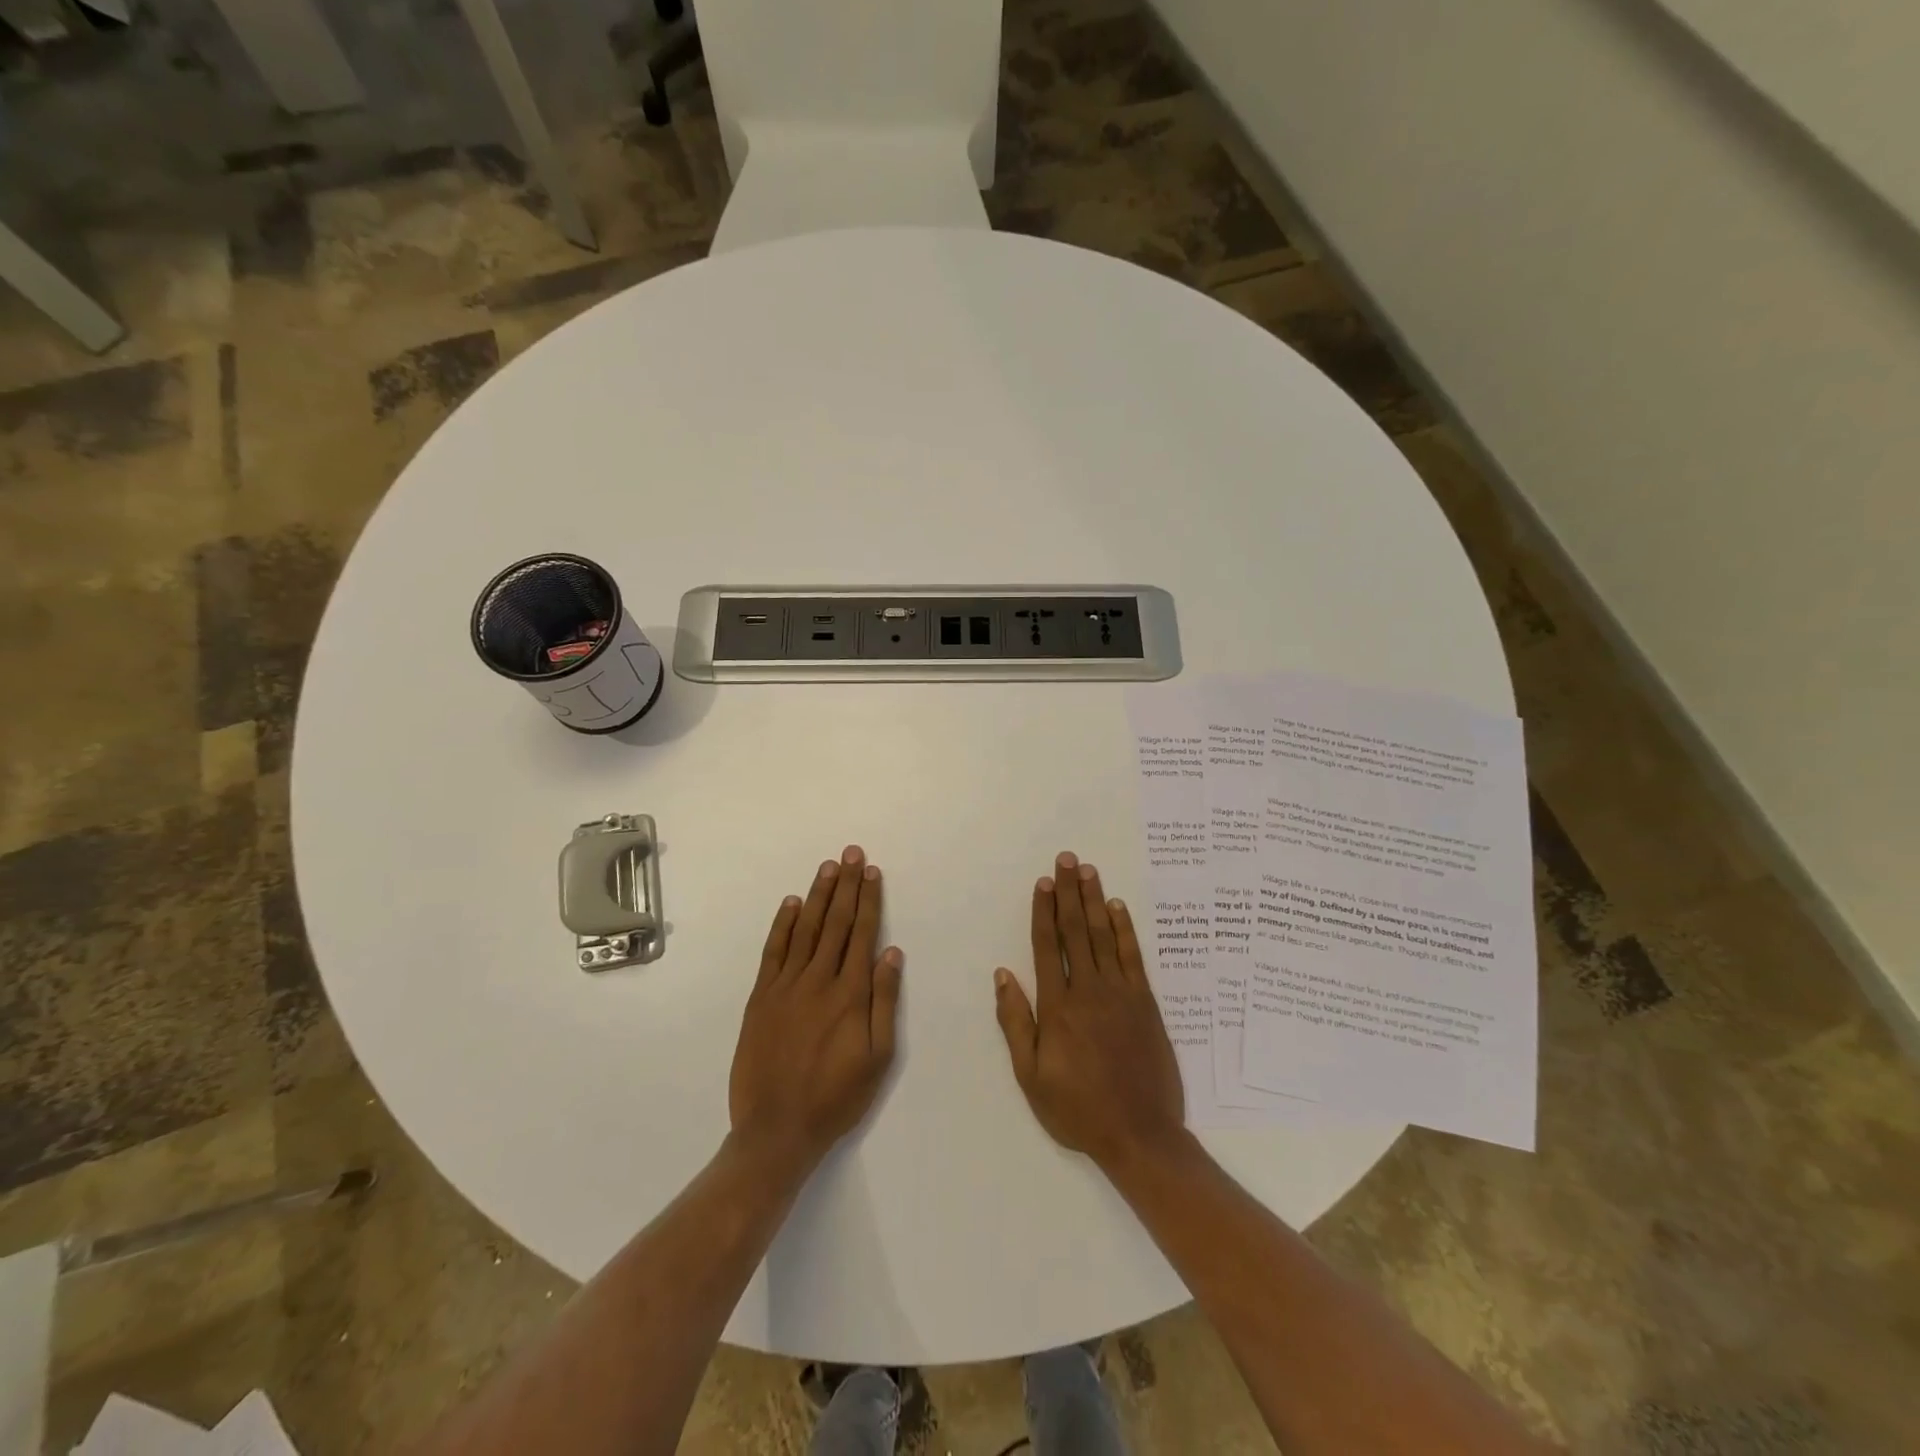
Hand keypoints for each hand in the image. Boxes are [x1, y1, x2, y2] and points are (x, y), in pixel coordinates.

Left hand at [730, 845, 902, 1175]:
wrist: (775, 1130)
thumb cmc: (836, 1097)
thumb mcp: (878, 1057)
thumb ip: (884, 1002)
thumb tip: (891, 953)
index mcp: (850, 995)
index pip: (861, 934)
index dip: (868, 900)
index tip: (871, 872)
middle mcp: (818, 981)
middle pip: (835, 923)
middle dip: (846, 886)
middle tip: (851, 854)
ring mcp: (785, 986)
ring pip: (806, 930)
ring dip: (818, 896)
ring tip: (828, 867)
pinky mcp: (760, 998)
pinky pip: (773, 951)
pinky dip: (783, 924)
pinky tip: (792, 904)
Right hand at [993, 852, 1186, 1172]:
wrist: (1139, 1134)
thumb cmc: (1077, 1108)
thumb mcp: (1031, 1076)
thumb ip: (1015, 1022)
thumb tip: (1003, 975)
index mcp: (1058, 1007)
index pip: (1047, 946)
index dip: (1044, 911)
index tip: (1043, 882)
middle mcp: (1088, 990)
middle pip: (1076, 931)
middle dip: (1069, 893)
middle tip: (1067, 859)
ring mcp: (1121, 994)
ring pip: (1104, 936)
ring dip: (1095, 901)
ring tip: (1089, 871)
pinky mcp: (1146, 1003)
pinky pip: (1133, 957)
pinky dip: (1126, 930)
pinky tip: (1118, 907)